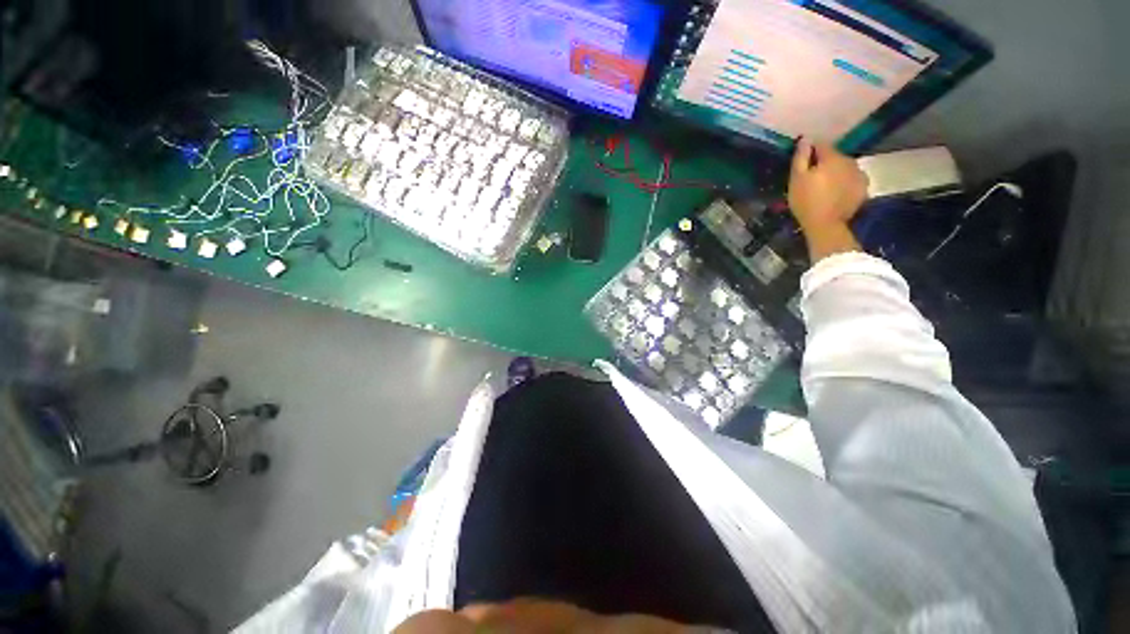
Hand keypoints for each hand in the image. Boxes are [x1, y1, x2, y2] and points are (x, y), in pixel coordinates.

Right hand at [787, 138, 868, 231]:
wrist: (826, 224)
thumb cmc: (806, 201)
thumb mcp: (797, 179)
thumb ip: (801, 158)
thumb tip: (805, 139)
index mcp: (832, 158)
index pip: (822, 145)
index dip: (811, 151)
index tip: (803, 162)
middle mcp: (849, 161)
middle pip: (835, 156)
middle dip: (825, 163)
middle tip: (813, 178)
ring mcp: (859, 174)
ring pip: (845, 167)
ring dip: (836, 172)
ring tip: (825, 187)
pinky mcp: (863, 188)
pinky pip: (852, 179)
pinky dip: (845, 183)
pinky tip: (836, 193)